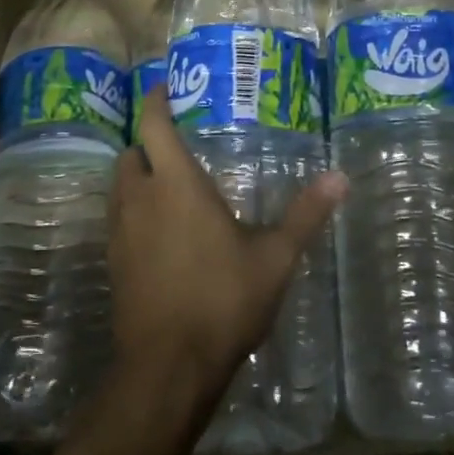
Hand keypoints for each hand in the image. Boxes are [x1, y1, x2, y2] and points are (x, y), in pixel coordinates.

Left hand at [107, 88, 345, 415]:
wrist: (168, 366)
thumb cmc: (223, 300)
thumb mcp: (275, 258)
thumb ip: (305, 214)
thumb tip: (340, 177)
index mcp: (176, 185)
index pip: (155, 127)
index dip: (156, 102)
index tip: (162, 88)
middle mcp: (140, 200)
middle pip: (130, 155)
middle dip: (147, 145)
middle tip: (174, 146)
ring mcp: (120, 234)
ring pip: (119, 189)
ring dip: (137, 178)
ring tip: (167, 187)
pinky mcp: (113, 265)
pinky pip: (118, 222)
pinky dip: (133, 213)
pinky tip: (160, 235)